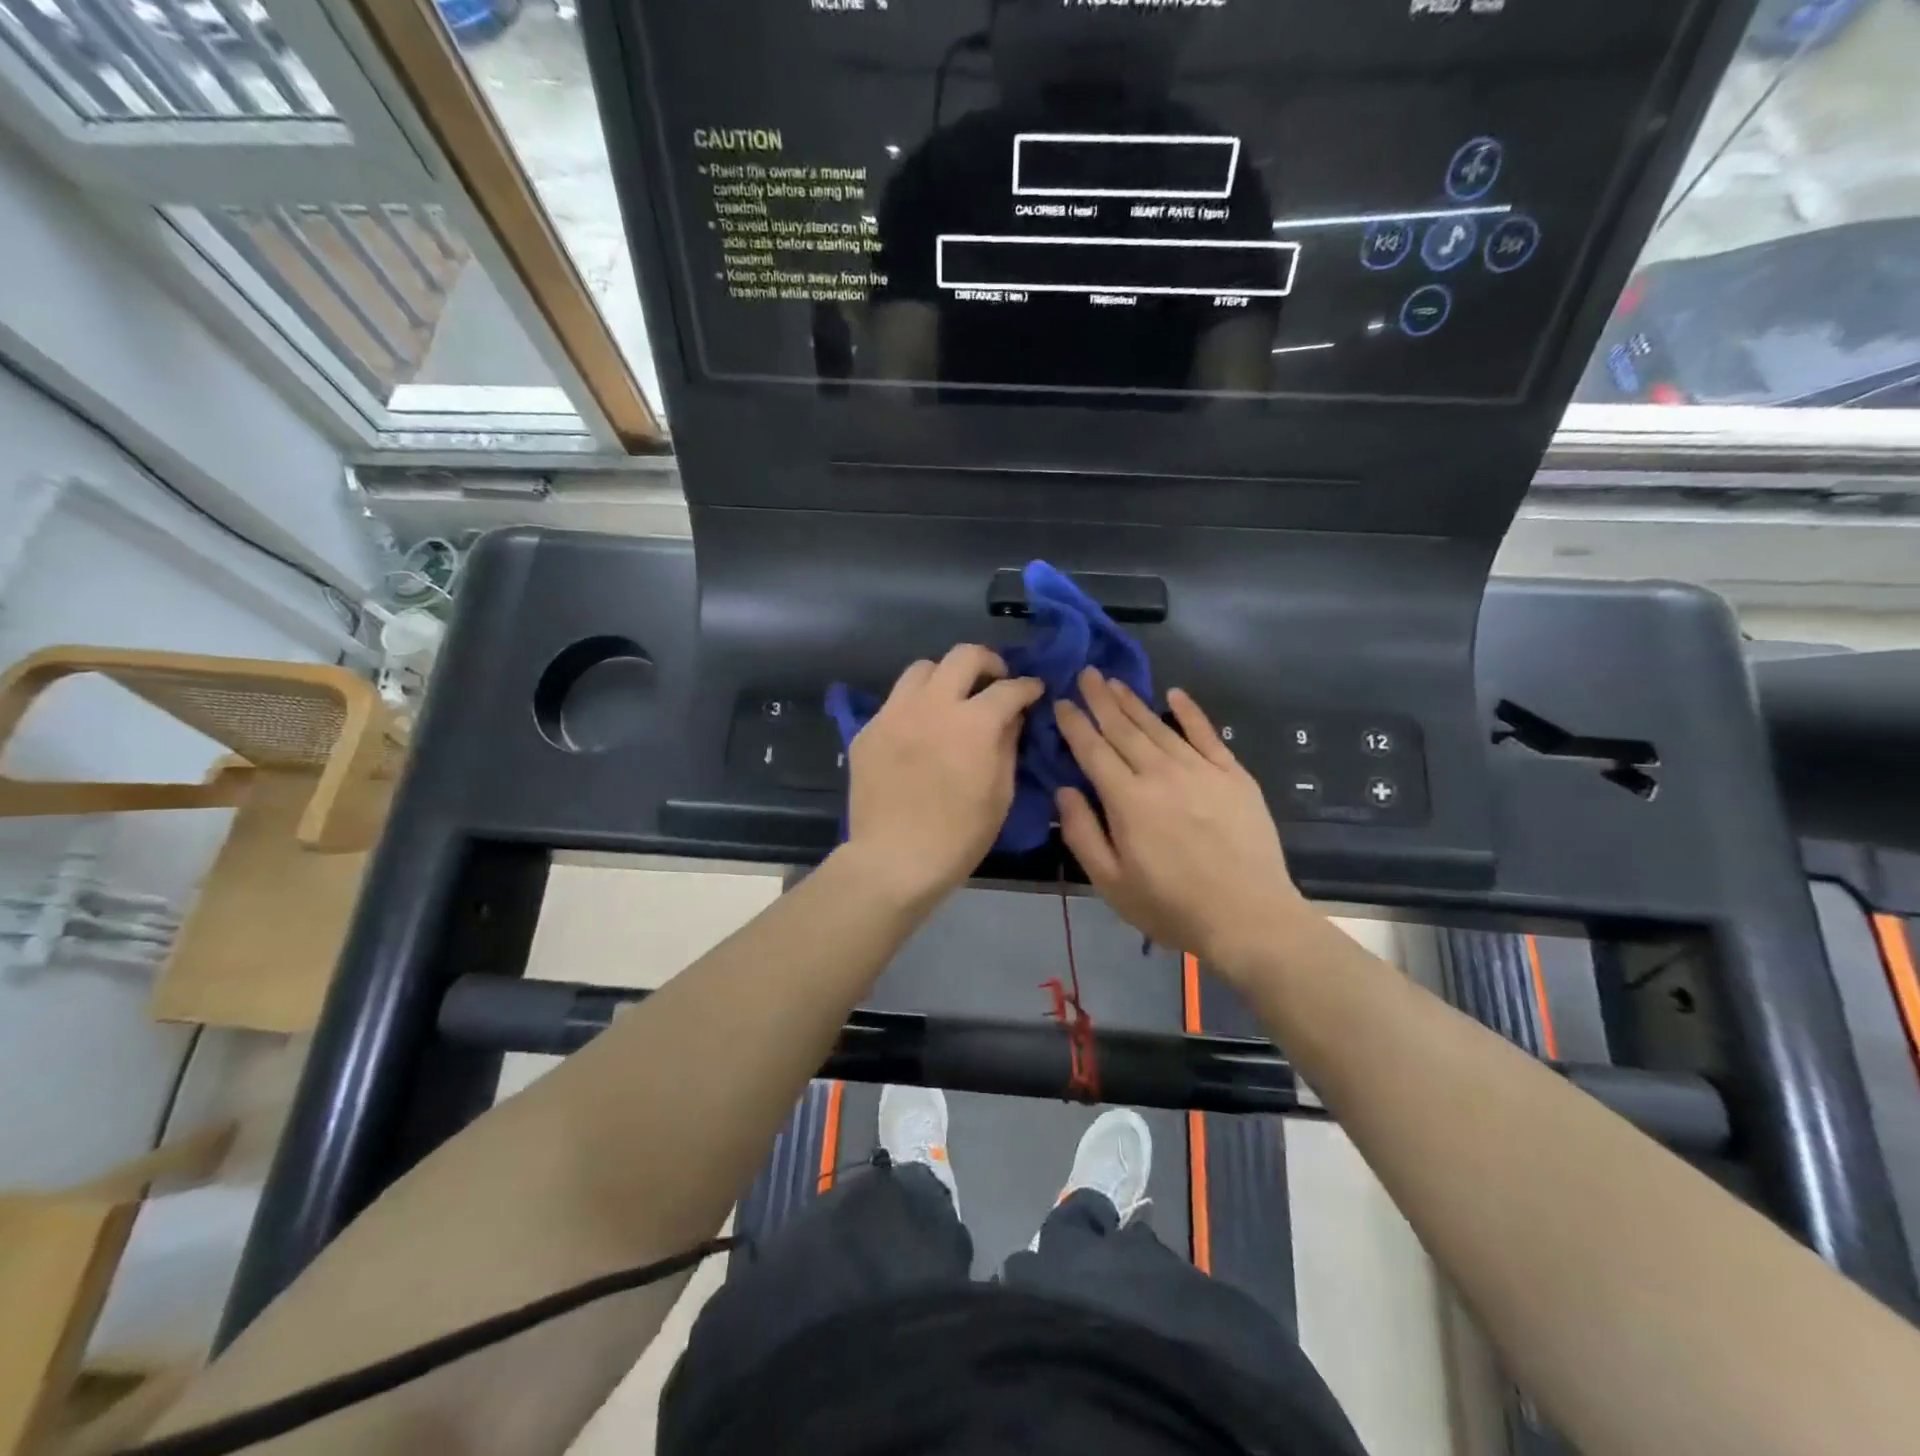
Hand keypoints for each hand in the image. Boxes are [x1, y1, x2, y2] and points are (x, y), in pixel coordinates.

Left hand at [844, 645, 1044, 901]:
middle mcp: (933, 705)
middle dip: (988, 662)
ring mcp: (895, 713)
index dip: (1028, 686)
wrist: (893, 860)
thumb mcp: (1000, 794)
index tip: (1033, 691)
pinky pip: (895, 701)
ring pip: (922, 669)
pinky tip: (919, 731)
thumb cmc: (959, 836)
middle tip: (995, 681)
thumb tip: (1012, 718)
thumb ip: (1008, 745)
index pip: (1009, 688)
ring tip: (952, 698)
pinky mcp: (869, 730)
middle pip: (963, 656)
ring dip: (945, 676)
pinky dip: (915, 706)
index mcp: (973, 723)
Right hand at [1053, 670, 1312, 979]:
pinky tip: (1175, 694)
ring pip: (1159, 726)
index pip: (1093, 750)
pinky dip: (1190, 712)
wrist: (1248, 917)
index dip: (1075, 724)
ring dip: (1134, 702)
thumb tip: (1065, 791)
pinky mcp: (1233, 775)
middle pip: (1124, 729)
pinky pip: (1207, 734)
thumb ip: (1082, 833)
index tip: (1061, 702)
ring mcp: (1201, 770)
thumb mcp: (1110, 883)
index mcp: (1127, 799)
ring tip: (1115, 681)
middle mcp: (1161, 773)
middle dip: (1101, 699)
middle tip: (1086, 673)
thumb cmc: (1171, 906)